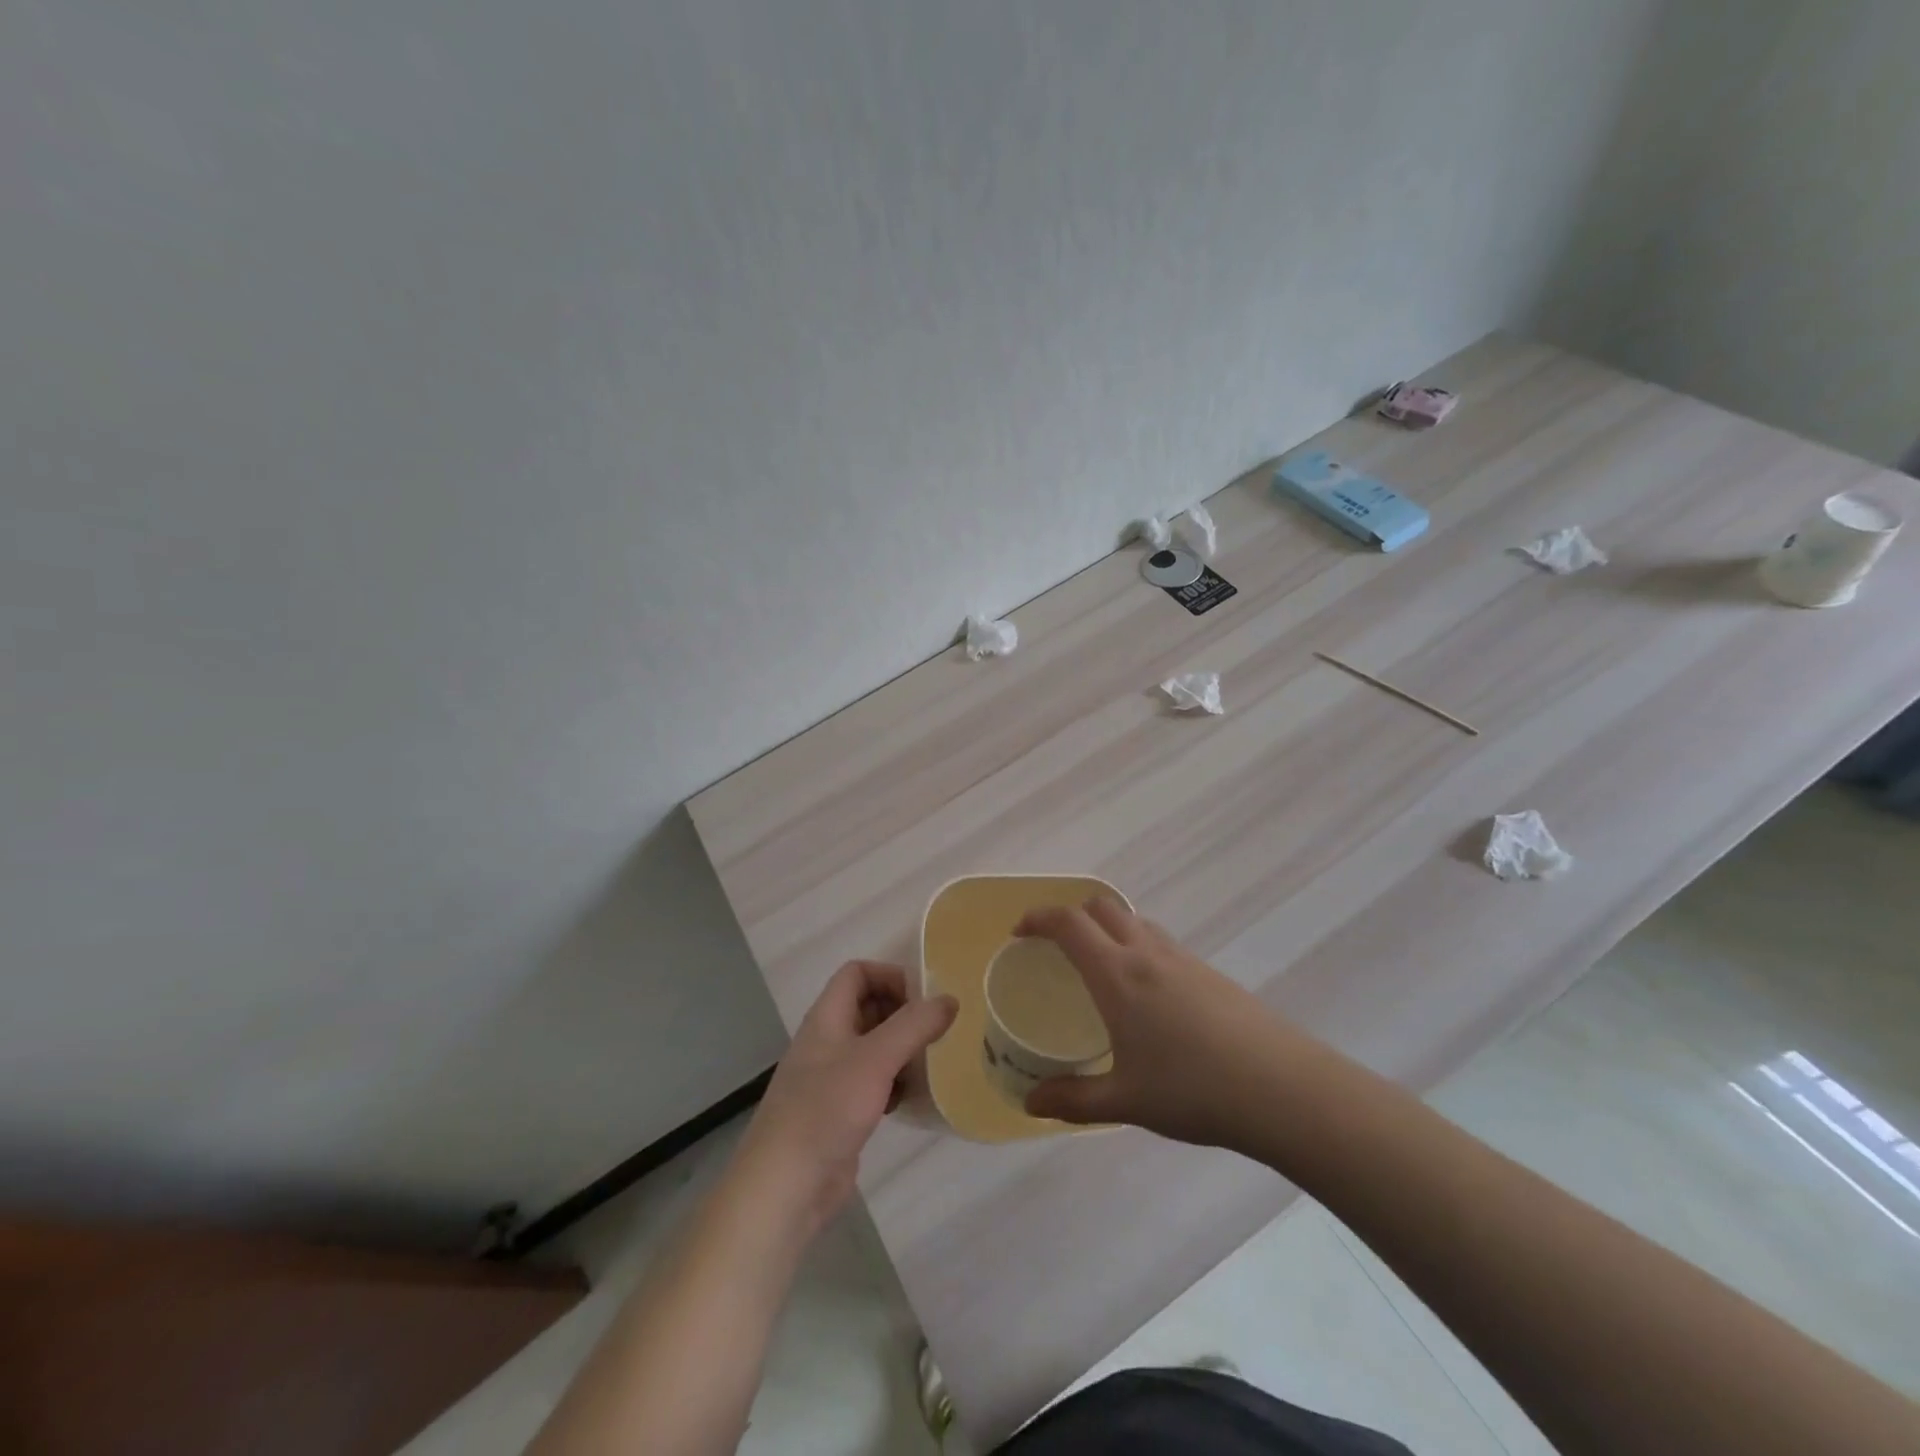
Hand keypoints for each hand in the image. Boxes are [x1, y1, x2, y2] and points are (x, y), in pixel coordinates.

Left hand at [735, 962, 956, 1237]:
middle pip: (868, 1007)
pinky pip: (873, 1082)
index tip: (924, 999)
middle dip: (903, 1014)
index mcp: (826, 1017)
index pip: (857, 973)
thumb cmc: (827, 1109)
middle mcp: (827, 1040)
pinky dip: (895, 1082)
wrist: (785, 1186)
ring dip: (903, 1049)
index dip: (889, 976)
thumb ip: (914, 1025)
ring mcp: (831, 1078)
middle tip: (937, 1030)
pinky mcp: (840, 1111)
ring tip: (932, 1062)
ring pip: (873, 1046)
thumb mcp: (876, 1059)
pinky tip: (912, 1098)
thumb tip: (950, 1000)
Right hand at [1014, 898, 1310, 1146]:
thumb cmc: (1193, 1090)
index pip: (1068, 924)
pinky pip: (1160, 941)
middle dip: (1071, 915)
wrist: (1282, 1089)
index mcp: (1117, 974)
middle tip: (1054, 947)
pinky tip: (1145, 994)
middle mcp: (1147, 953)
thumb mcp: (1125, 1101)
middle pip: (1101, 907)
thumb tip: (1029, 1103)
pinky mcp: (1210, 972)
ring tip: (1098, 967)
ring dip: (1106, 927)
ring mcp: (1183, 958)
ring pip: (1134, 920)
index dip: (1038, 918)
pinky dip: (1136, 946)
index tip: (1019, 933)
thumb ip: (1072, 1099)